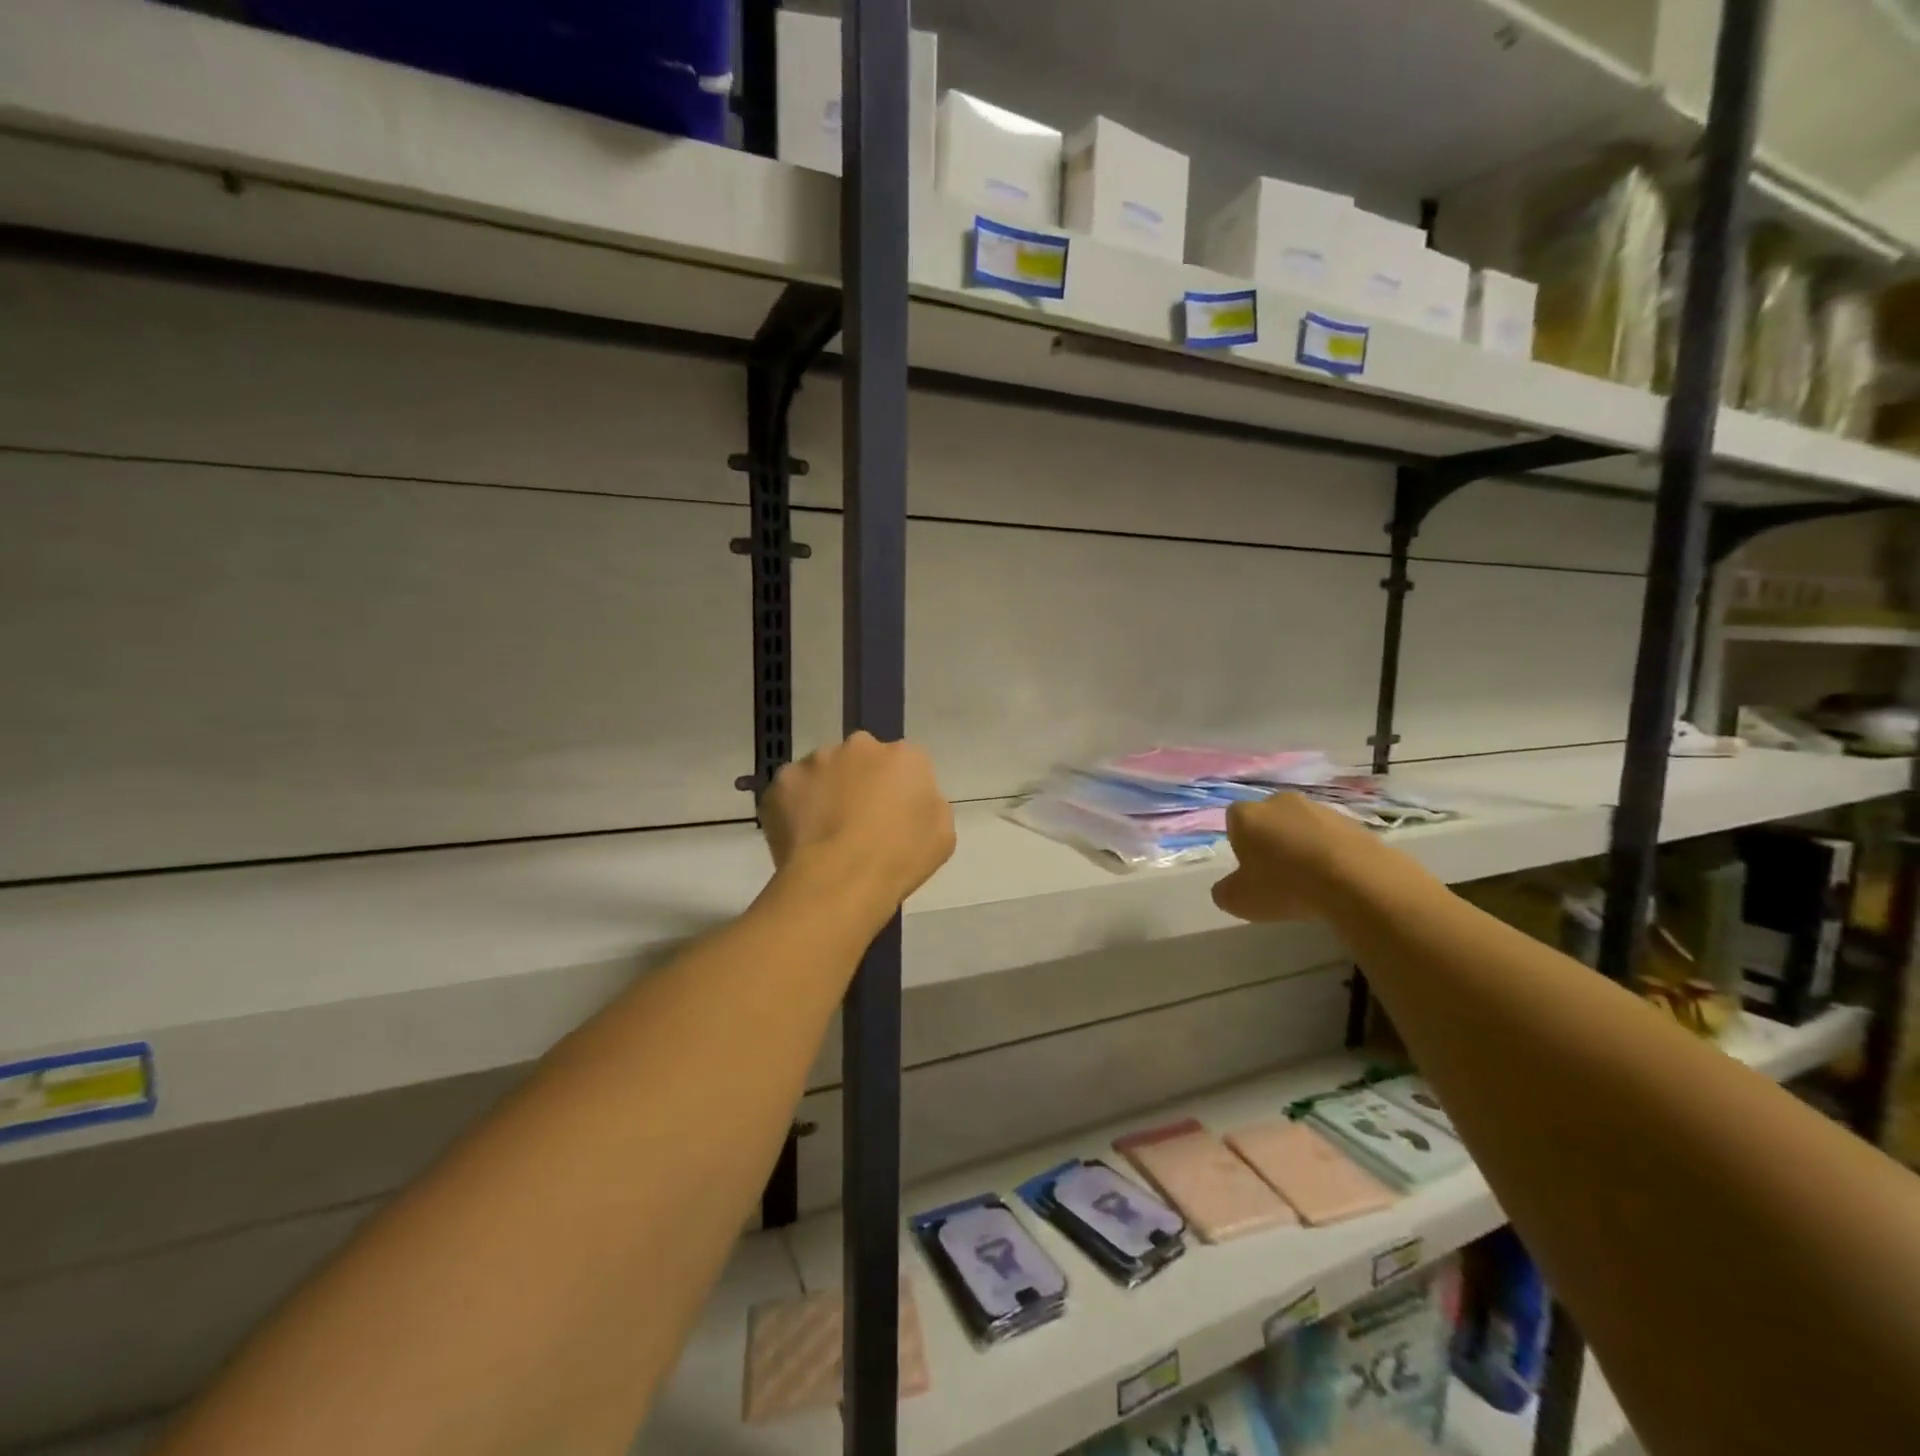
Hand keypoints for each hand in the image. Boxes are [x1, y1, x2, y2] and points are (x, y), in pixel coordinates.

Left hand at [763, 732, 955, 907]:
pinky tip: (802, 838)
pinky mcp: (781, 781)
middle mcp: (859, 746)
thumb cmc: (899, 859)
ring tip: (826, 833)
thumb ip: (928, 804)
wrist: (840, 880)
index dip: (899, 789)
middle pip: (862, 759)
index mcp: (904, 755)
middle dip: (860, 781)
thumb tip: (911, 801)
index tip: (895, 816)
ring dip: (826, 792)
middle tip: (859, 821)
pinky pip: (791, 791)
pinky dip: (794, 808)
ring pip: (823, 771)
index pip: (905, 763)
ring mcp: (816, 760)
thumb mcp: (942, 834)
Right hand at [1211, 792, 1380, 922]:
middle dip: (1271, 843)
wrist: (1356, 880)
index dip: (1240, 845)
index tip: (1250, 870)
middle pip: (1268, 820)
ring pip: (1301, 827)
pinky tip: (1336, 879)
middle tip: (1278, 876)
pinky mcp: (1352, 821)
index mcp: (1246, 815)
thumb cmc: (1285, 886)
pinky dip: (1330, 853)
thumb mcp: (1239, 901)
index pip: (1233, 822)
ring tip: (1311, 882)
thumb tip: (1228, 887)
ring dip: (1302, 847)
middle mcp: (1279, 801)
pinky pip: (1331, 837)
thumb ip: (1225, 891)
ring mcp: (1318, 808)